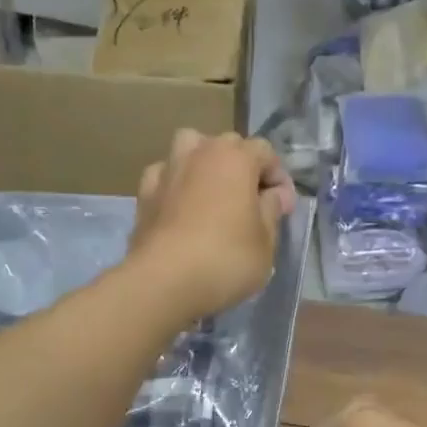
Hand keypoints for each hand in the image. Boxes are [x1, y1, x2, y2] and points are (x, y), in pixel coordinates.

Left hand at [129, 130, 296, 320]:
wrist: (163, 281)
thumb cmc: (226, 259)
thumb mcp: (266, 242)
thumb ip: (272, 211)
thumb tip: (274, 195)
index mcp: (235, 158)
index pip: (265, 151)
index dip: (278, 177)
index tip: (283, 207)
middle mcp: (199, 153)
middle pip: (227, 145)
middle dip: (243, 167)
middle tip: (251, 202)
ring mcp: (167, 170)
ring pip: (189, 149)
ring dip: (204, 163)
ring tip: (212, 193)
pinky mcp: (144, 194)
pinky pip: (165, 175)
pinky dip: (176, 184)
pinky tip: (180, 207)